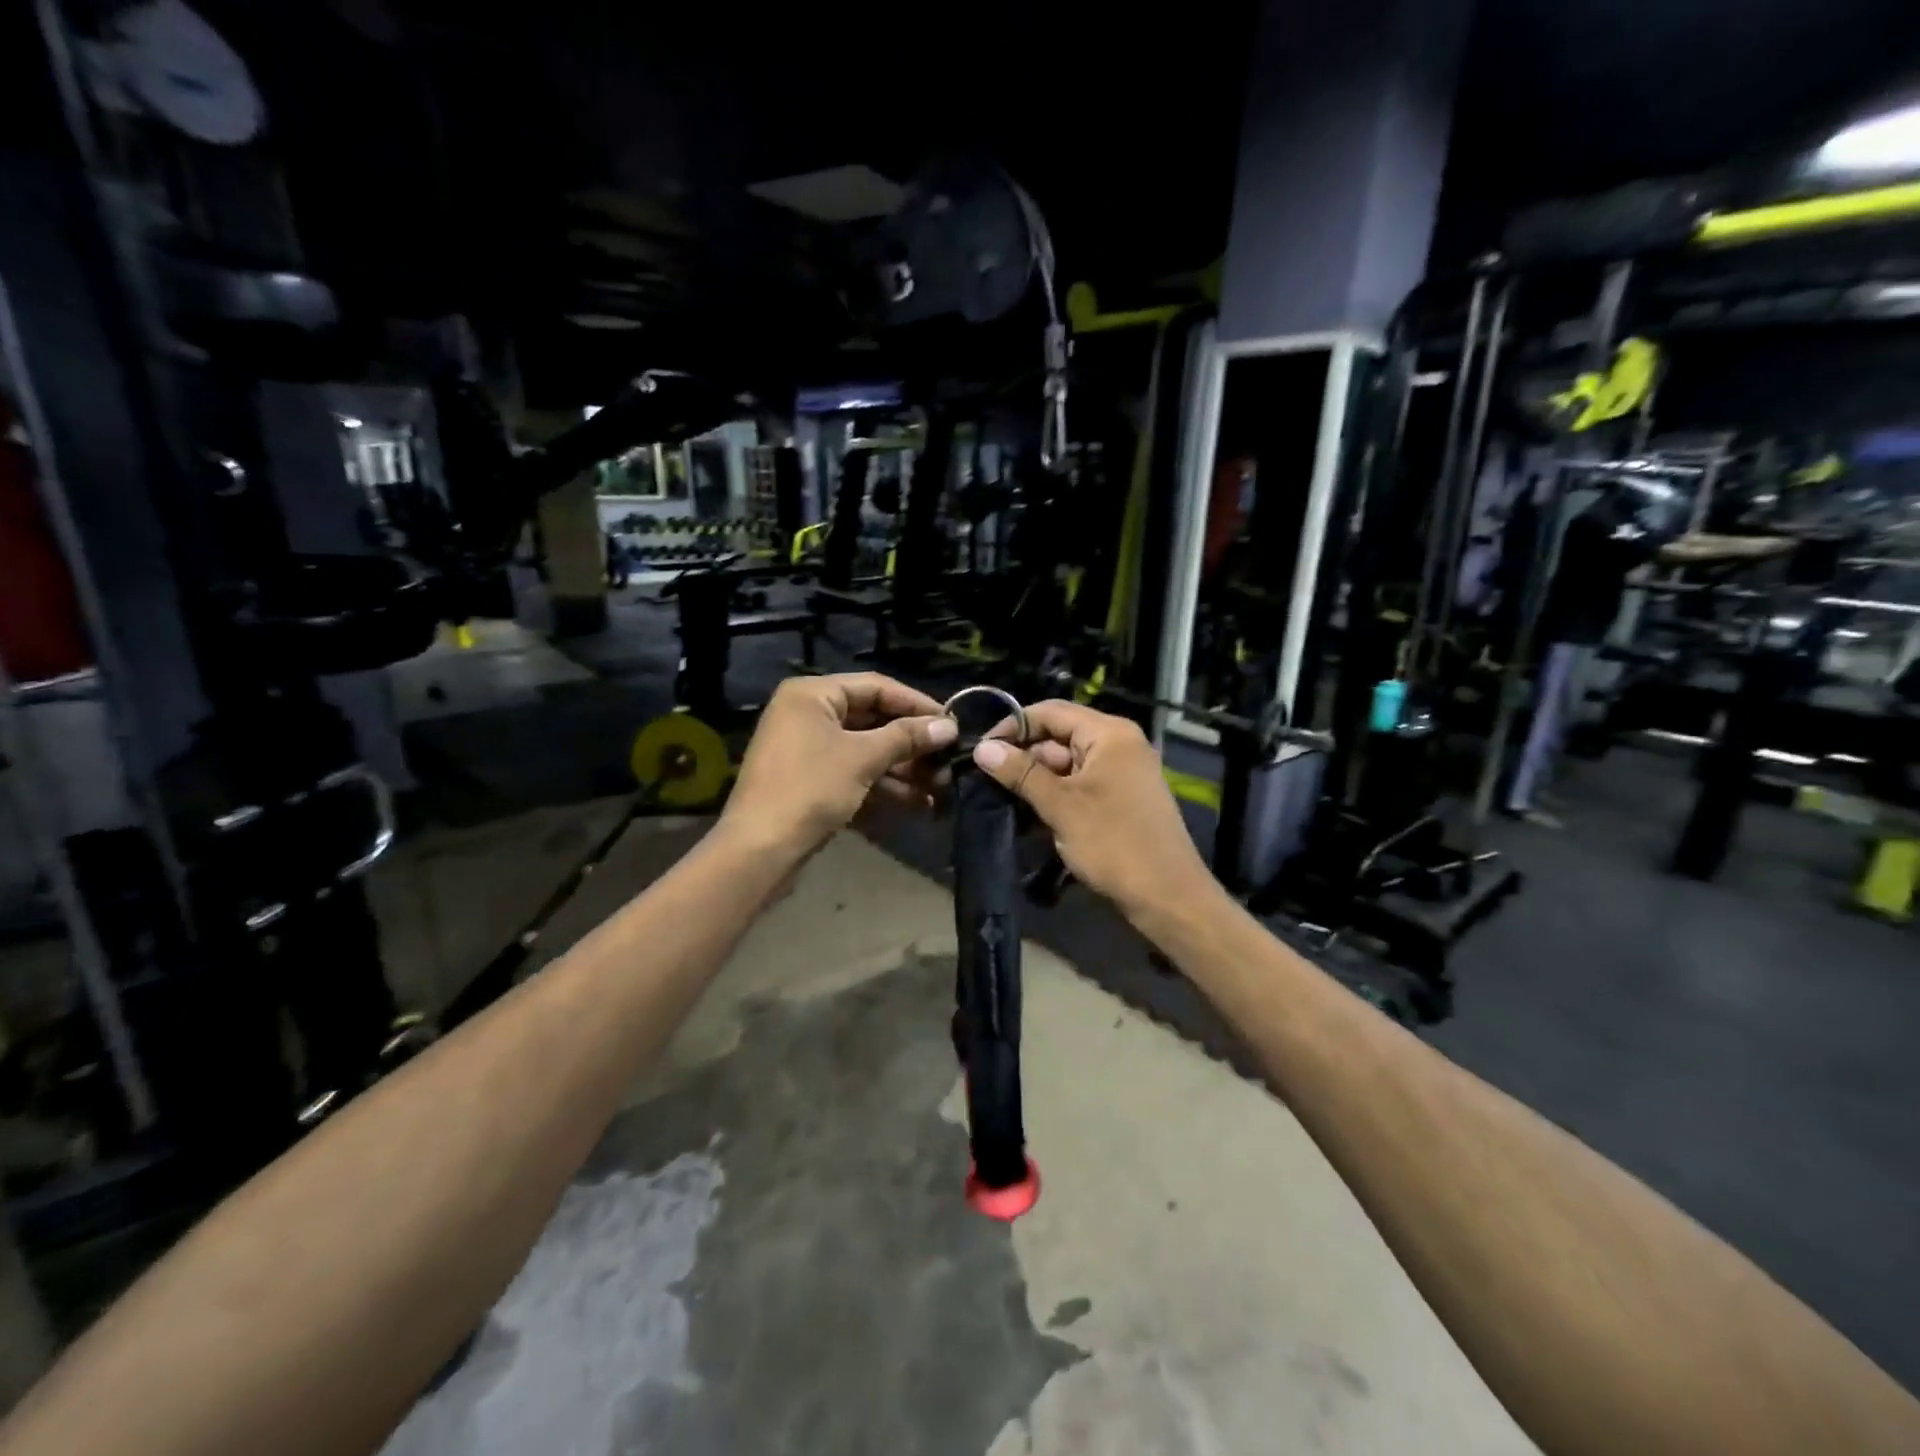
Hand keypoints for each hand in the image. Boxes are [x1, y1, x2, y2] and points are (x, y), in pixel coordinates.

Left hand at [722, 673, 956, 856]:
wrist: (759, 850)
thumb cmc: (810, 789)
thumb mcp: (863, 758)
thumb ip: (907, 737)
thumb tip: (949, 725)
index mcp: (812, 695)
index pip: (876, 686)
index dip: (916, 703)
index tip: (951, 723)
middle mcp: (807, 715)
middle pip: (872, 720)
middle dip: (912, 744)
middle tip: (948, 760)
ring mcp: (807, 750)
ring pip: (866, 751)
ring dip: (903, 769)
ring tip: (941, 788)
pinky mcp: (811, 782)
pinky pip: (854, 774)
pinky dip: (883, 786)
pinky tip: (918, 804)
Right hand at [970, 700, 1211, 921]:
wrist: (1167, 896)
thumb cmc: (1113, 844)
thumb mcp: (1061, 806)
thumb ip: (1020, 773)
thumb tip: (982, 749)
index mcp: (1109, 733)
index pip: (1051, 712)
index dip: (1013, 727)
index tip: (981, 750)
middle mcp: (1119, 743)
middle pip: (1059, 736)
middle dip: (1024, 757)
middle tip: (987, 781)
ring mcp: (1123, 770)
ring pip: (1068, 763)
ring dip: (1037, 780)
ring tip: (1003, 799)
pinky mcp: (1122, 796)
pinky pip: (1081, 783)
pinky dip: (1057, 794)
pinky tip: (1030, 814)